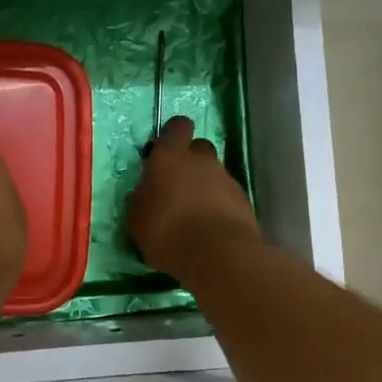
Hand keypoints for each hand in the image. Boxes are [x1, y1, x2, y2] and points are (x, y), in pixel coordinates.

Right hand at [127, 116, 260, 278]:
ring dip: (205, 187)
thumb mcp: (136, 219)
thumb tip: (146, 194)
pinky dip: (219, 207)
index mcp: (170, 157)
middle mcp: (201, 160)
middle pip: (199, 148)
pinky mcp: (244, 201)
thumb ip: (141, 199)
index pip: (177, 127)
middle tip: (177, 186)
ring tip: (193, 216)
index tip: (164, 150)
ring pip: (214, 174)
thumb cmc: (166, 230)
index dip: (173, 135)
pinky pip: (227, 196)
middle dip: (190, 161)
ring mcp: (226, 179)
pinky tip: (209, 229)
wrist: (218, 254)